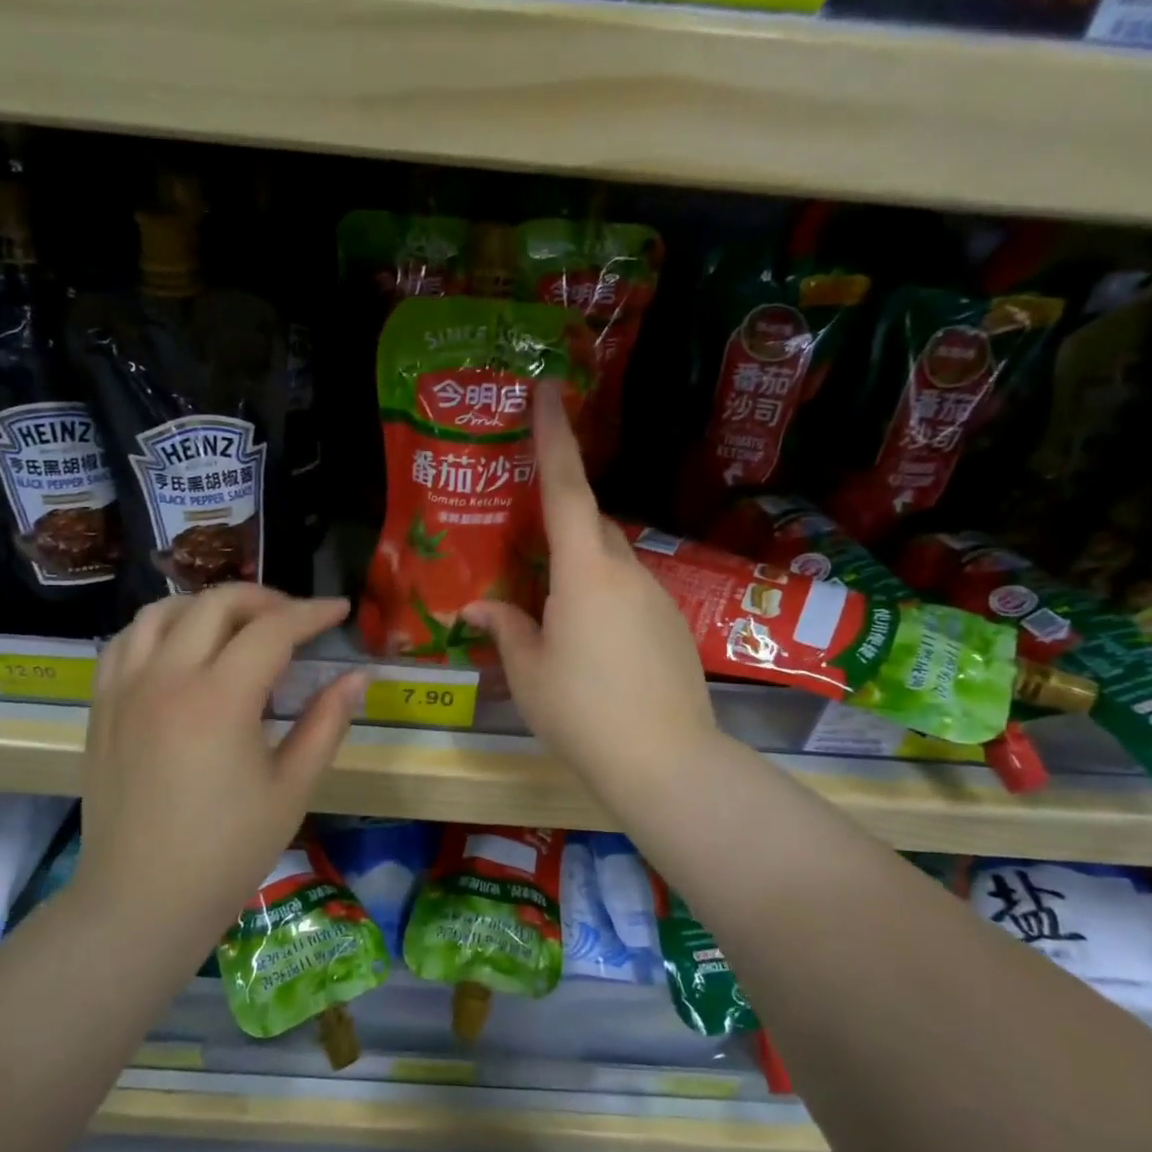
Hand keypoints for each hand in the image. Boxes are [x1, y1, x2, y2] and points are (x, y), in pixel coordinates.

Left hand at [76, 584, 364, 968]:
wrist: (141, 901)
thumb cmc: (227, 852)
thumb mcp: (292, 788)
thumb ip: (326, 723)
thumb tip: (357, 677)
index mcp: (219, 700)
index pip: (272, 629)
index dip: (312, 613)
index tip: (340, 610)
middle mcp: (166, 678)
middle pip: (216, 604)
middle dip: (264, 599)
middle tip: (295, 619)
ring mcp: (125, 689)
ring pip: (163, 611)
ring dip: (208, 605)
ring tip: (238, 626)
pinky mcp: (101, 706)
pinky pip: (126, 641)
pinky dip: (160, 628)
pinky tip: (182, 649)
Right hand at [462, 383, 717, 811]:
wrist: (666, 762)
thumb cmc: (583, 713)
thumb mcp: (528, 672)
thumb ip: (506, 629)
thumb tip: (480, 607)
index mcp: (585, 573)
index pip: (565, 489)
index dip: (554, 436)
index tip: (548, 389)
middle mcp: (626, 571)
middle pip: (589, 524)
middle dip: (557, 520)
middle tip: (524, 539)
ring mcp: (656, 597)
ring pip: (610, 561)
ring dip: (578, 569)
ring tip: (549, 609)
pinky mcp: (672, 624)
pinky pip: (628, 592)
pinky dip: (601, 598)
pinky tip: (588, 643)